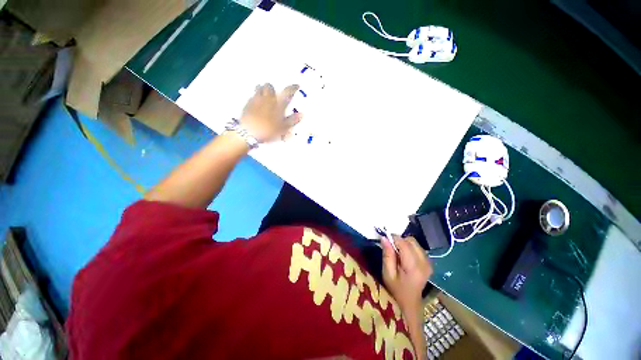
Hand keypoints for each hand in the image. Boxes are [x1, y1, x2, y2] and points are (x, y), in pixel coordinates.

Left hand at [240, 83, 301, 142]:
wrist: (249, 132)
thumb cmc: (269, 130)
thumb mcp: (283, 128)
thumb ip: (292, 120)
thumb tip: (301, 114)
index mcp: (278, 103)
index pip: (287, 92)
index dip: (293, 88)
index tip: (296, 85)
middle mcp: (267, 98)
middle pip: (270, 86)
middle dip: (273, 89)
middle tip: (275, 94)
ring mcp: (256, 99)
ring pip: (259, 88)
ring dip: (263, 90)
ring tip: (265, 97)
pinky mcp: (247, 104)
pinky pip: (252, 96)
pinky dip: (256, 97)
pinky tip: (257, 104)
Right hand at [382, 236, 432, 317]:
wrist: (409, 304)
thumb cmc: (395, 289)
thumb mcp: (387, 273)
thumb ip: (387, 255)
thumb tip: (384, 237)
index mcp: (414, 267)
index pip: (404, 244)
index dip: (393, 238)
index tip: (385, 240)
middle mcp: (424, 262)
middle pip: (411, 241)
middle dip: (400, 240)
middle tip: (391, 248)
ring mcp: (428, 263)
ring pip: (415, 243)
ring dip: (404, 243)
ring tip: (397, 253)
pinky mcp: (429, 263)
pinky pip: (418, 248)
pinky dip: (409, 247)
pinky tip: (404, 256)